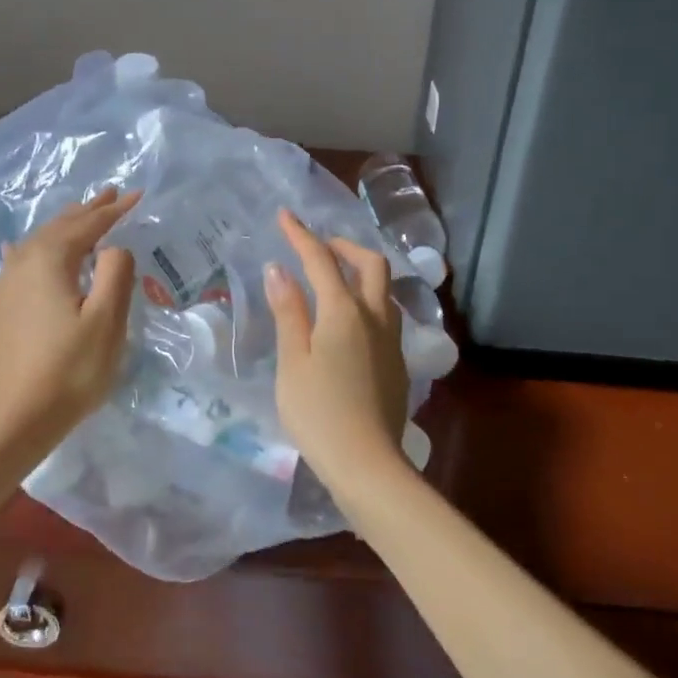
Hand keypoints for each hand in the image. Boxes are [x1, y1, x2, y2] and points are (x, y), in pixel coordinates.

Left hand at [0, 188, 141, 437]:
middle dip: (87, 210)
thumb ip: (115, 273)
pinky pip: (22, 260)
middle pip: (60, 227)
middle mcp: (22, 262)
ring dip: (64, 227)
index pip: (88, 225)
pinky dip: (38, 248)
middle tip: (110, 194)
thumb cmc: (70, 369)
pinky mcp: (0, 306)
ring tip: (82, 216)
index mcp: (49, 260)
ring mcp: (6, 284)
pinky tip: (23, 248)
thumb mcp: (106, 320)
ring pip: (39, 242)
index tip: (137, 196)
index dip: (114, 210)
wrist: (15, 416)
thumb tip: (113, 247)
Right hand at [265, 209, 410, 488]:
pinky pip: (386, 316)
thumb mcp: (292, 361)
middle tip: (320, 247)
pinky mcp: (397, 363)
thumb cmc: (317, 412)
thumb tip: (280, 270)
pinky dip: (368, 302)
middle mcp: (375, 318)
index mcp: (344, 313)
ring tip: (335, 281)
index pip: (321, 260)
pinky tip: (350, 323)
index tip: (285, 215)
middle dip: (345, 247)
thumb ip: (289, 312)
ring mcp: (392, 341)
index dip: (301, 235)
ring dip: (362, 274)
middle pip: (371, 265)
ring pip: (384, 291)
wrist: (366, 462)